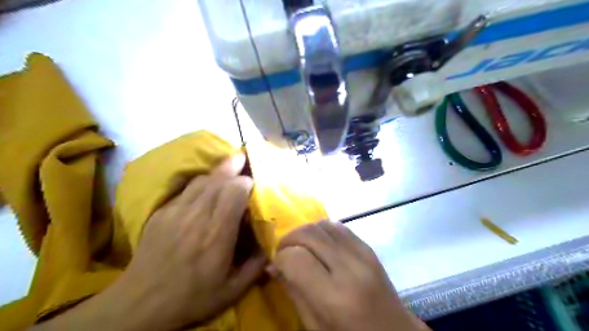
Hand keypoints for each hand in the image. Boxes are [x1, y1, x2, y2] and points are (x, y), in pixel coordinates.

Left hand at [117, 154, 265, 328]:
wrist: (140, 303)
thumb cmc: (191, 297)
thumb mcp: (232, 291)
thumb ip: (256, 267)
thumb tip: (272, 247)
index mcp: (217, 235)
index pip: (234, 193)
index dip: (245, 183)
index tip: (253, 185)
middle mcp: (198, 217)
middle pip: (218, 180)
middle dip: (234, 167)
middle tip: (244, 156)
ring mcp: (177, 212)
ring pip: (202, 180)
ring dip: (218, 170)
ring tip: (230, 162)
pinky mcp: (162, 213)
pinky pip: (186, 188)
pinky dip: (201, 181)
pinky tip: (208, 181)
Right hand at [271, 222, 428, 330]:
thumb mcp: (315, 326)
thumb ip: (294, 292)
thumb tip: (274, 266)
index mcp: (335, 297)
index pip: (296, 258)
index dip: (281, 258)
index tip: (277, 265)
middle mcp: (350, 268)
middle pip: (309, 233)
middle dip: (289, 238)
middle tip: (284, 252)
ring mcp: (363, 254)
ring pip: (324, 224)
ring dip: (305, 231)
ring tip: (300, 247)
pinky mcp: (370, 247)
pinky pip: (339, 227)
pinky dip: (322, 230)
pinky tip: (319, 245)